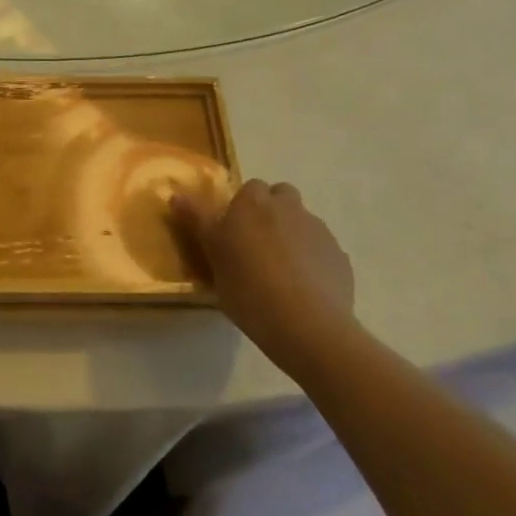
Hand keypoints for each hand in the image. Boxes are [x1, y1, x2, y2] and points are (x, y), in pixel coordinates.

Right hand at [175, 180, 354, 352]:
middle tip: (257, 246)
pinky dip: (313, 262)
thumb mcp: (212, 255)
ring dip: (292, 236)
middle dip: (272, 213)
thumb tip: (176, 194)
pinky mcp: (340, 259)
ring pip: (303, 223)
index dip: (242, 207)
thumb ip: (197, 220)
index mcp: (254, 202)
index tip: (234, 233)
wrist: (308, 326)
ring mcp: (319, 232)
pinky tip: (304, 291)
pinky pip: (322, 251)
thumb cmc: (248, 287)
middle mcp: (289, 207)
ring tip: (281, 273)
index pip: (250, 188)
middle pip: (281, 197)